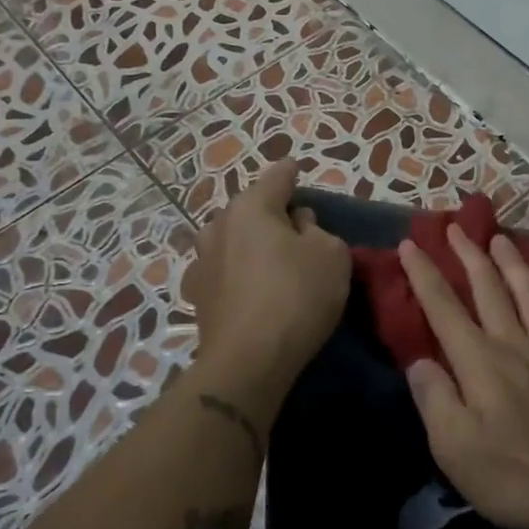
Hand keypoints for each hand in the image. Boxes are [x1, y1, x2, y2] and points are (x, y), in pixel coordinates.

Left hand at [184, 162, 351, 399]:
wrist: (248, 361)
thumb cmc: (297, 296)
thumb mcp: (331, 255)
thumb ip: (317, 230)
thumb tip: (297, 225)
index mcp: (251, 207)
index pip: (277, 177)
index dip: (292, 172)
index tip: (297, 168)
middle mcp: (218, 225)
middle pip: (251, 208)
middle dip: (272, 213)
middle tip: (297, 228)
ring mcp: (202, 261)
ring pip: (234, 239)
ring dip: (252, 243)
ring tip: (274, 259)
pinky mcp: (198, 295)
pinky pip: (226, 270)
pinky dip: (241, 272)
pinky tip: (255, 288)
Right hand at [397, 225, 528, 528]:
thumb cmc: (512, 475)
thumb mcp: (453, 447)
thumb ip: (434, 398)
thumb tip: (419, 361)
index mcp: (478, 362)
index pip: (443, 307)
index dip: (424, 274)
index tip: (410, 243)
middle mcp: (513, 345)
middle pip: (488, 289)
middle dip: (468, 256)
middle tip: (456, 227)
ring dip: (513, 264)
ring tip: (501, 238)